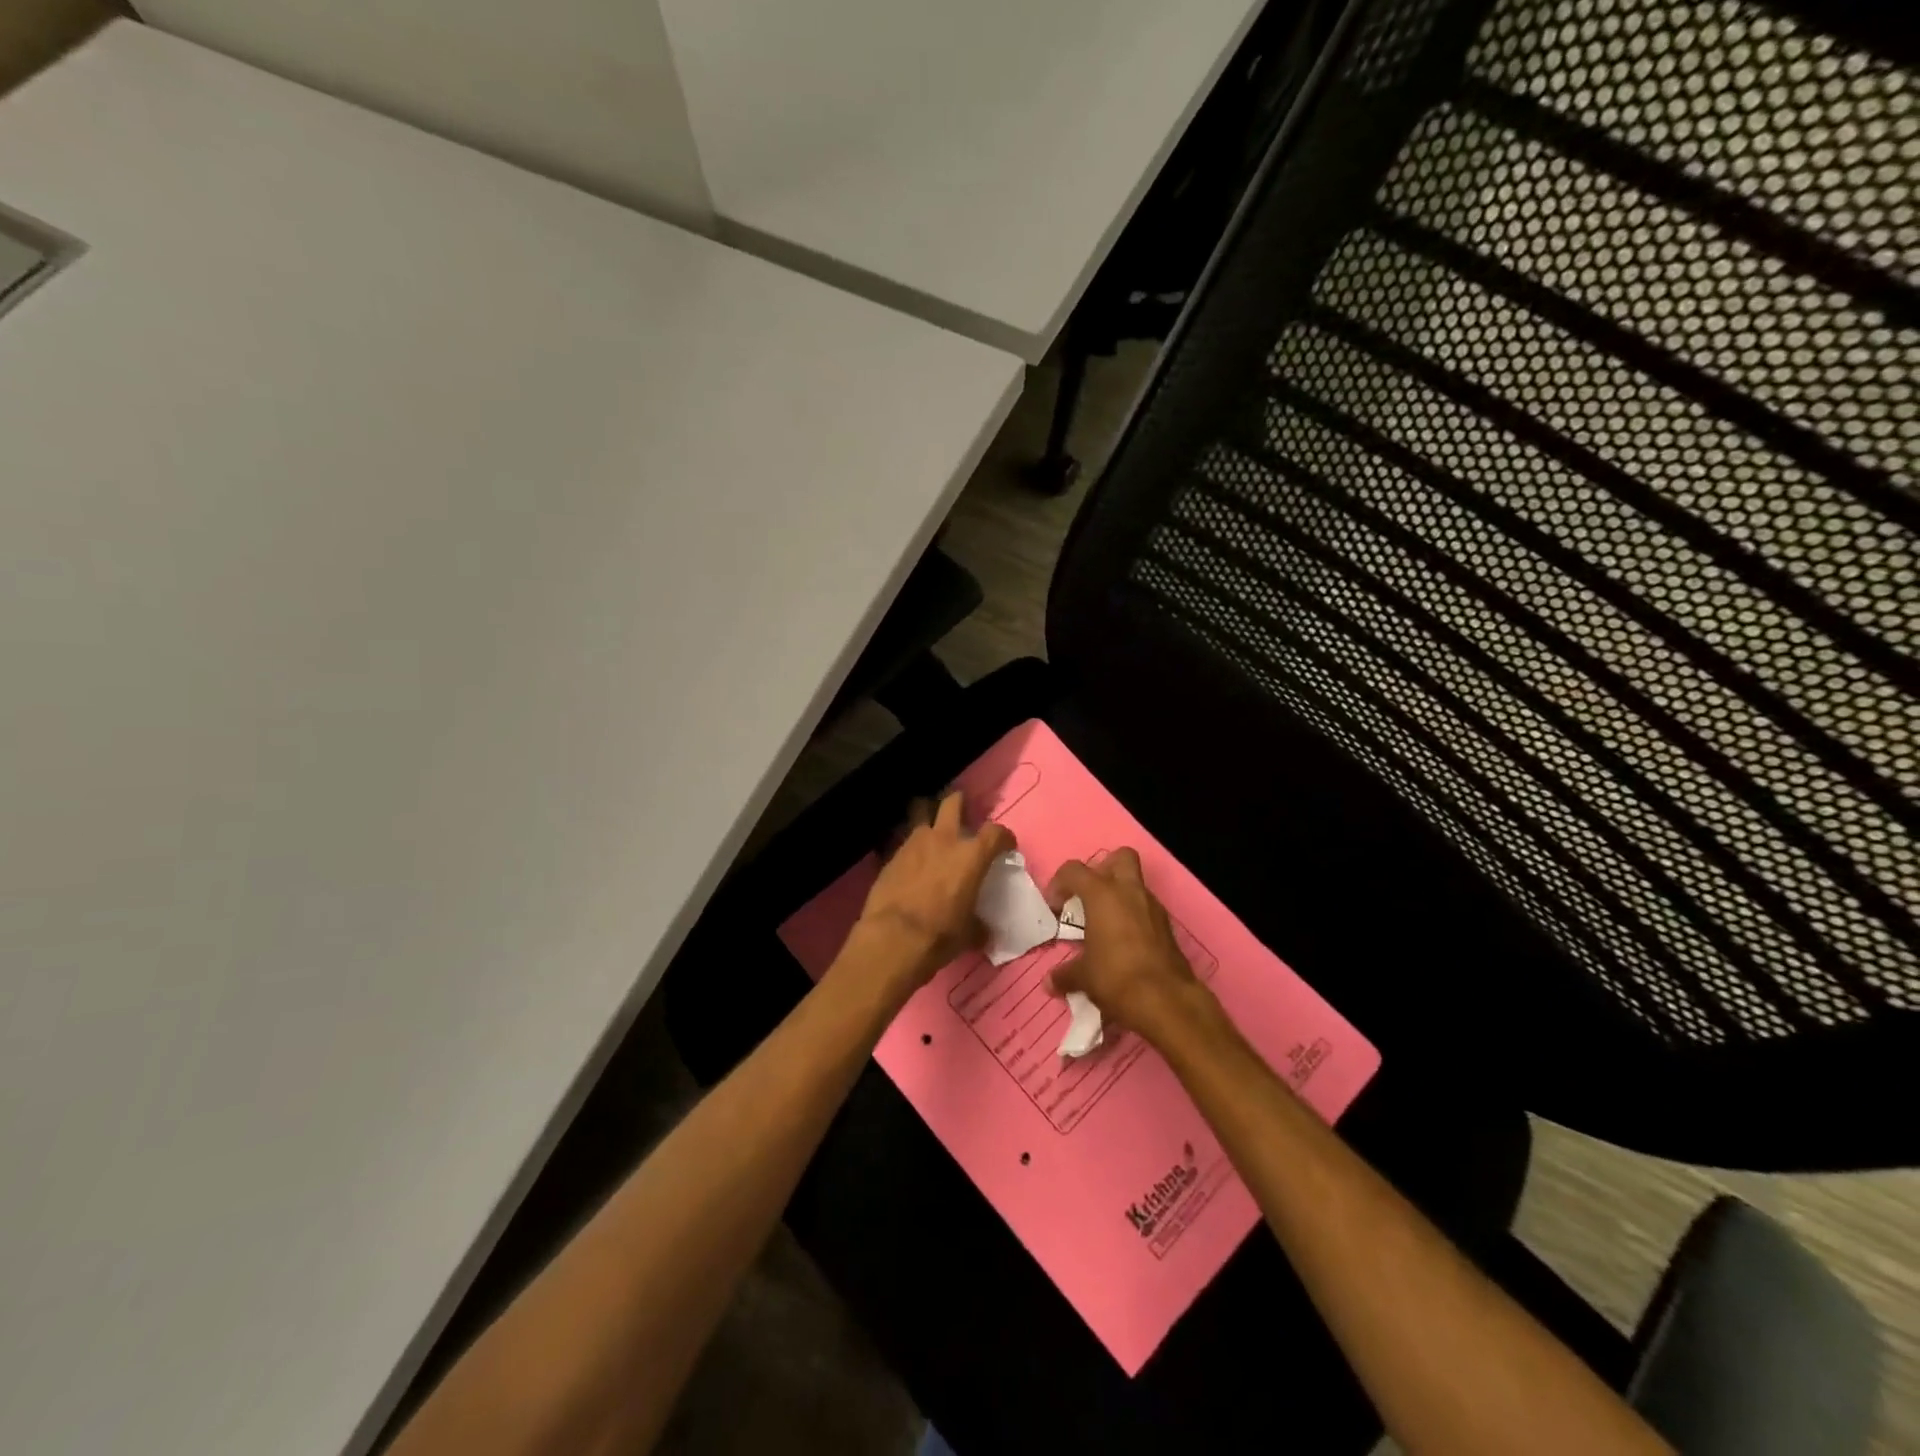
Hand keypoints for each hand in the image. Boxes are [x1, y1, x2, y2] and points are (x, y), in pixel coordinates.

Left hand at [848, 791, 1012, 1000]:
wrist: (894, 937)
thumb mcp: (968, 933)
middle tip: (962, 811)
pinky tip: (910, 860)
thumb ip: (978, 925)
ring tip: (931, 829)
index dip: (1004, 836)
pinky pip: (904, 841)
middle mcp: (945, 839)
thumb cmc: (941, 933)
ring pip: (921, 812)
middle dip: (959, 802)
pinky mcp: (891, 854)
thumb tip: (982, 931)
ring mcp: (914, 843)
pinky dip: (910, 847)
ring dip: (928, 817)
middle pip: (953, 803)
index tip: (1005, 845)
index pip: (996, 832)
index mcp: (972, 855)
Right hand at [1046, 849, 1214, 1045]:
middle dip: (1104, 870)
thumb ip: (1065, 974)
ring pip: (1136, 884)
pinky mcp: (1167, 927)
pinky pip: (1147, 909)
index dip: (1059, 884)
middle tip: (1090, 897)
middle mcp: (1129, 892)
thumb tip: (1050, 982)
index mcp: (1102, 894)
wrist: (1166, 1001)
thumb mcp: (1084, 977)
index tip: (1055, 908)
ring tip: (1105, 925)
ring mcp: (1153, 907)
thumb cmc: (1115, 977)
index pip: (1074, 870)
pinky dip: (1134, 917)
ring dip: (1120, 896)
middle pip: (1120, 857)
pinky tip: (1124, 943)